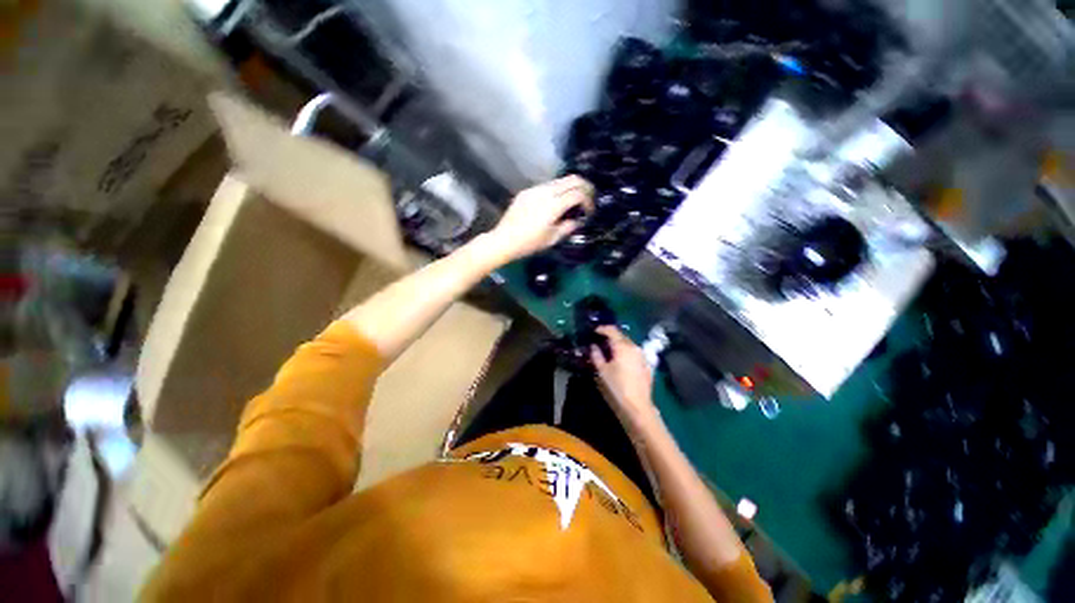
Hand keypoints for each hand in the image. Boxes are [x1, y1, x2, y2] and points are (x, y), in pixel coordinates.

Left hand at [487, 175, 593, 261]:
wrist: (503, 240)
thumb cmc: (529, 243)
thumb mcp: (552, 239)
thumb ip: (569, 227)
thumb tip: (578, 220)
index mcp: (553, 205)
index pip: (578, 194)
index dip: (588, 201)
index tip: (590, 211)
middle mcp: (545, 191)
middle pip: (572, 179)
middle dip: (584, 187)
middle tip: (588, 199)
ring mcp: (535, 189)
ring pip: (559, 181)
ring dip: (570, 188)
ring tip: (571, 203)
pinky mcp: (527, 192)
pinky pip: (546, 186)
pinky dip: (556, 191)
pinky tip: (554, 204)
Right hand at [591, 326, 658, 427]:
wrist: (637, 406)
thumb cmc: (617, 387)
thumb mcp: (602, 371)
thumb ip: (597, 355)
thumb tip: (594, 346)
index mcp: (623, 346)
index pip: (612, 330)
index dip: (602, 329)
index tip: (594, 331)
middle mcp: (634, 347)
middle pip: (622, 336)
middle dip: (611, 336)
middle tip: (600, 341)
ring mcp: (643, 356)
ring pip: (629, 344)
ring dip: (619, 344)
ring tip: (610, 350)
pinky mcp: (647, 365)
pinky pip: (635, 353)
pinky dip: (627, 353)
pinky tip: (622, 360)